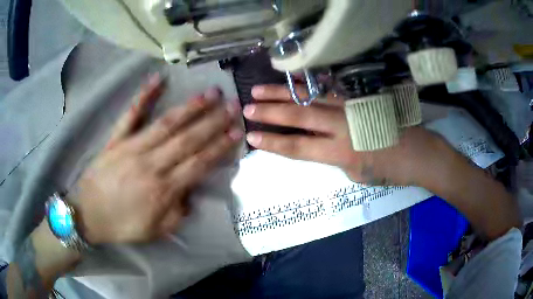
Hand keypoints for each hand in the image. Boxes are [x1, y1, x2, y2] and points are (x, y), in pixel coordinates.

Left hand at [72, 74, 242, 243]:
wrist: (88, 215)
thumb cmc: (122, 225)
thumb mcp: (156, 231)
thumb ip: (177, 214)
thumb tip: (190, 192)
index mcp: (163, 190)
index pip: (199, 163)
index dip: (219, 146)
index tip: (236, 131)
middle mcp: (151, 164)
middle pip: (187, 139)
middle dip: (213, 121)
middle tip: (232, 105)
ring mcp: (131, 148)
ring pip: (166, 124)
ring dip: (190, 108)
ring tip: (210, 93)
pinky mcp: (115, 140)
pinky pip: (130, 116)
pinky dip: (143, 97)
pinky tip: (157, 79)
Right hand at [243, 84, 453, 186]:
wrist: (417, 153)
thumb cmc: (388, 170)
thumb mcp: (355, 173)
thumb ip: (332, 156)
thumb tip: (317, 141)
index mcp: (340, 152)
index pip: (298, 147)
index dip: (272, 142)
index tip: (251, 136)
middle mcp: (341, 126)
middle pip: (299, 116)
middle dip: (270, 112)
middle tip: (247, 107)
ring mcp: (349, 107)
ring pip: (310, 98)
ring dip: (283, 94)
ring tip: (260, 90)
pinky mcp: (357, 98)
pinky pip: (326, 91)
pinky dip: (306, 89)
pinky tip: (292, 85)